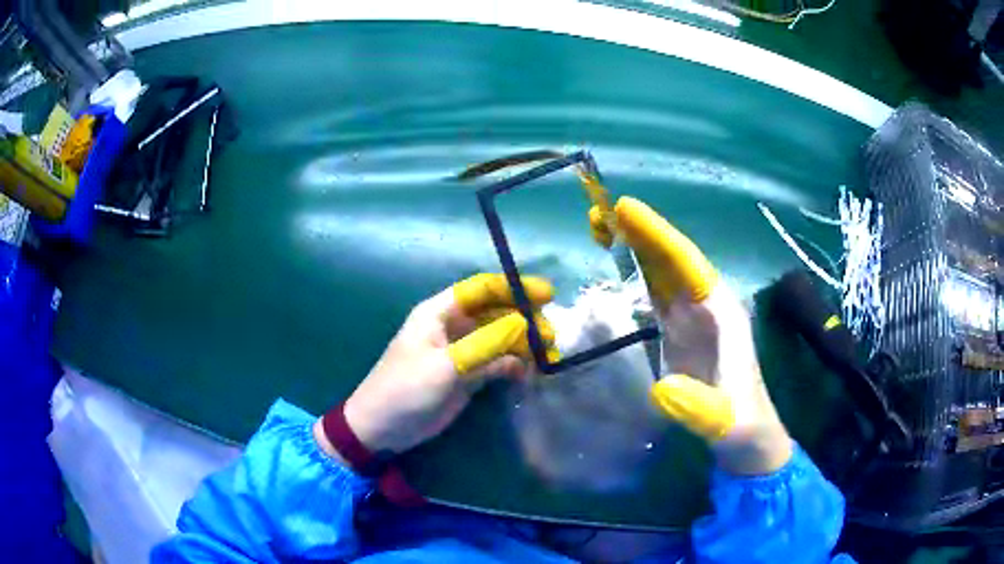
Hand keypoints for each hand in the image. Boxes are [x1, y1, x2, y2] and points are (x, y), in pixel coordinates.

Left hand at [316, 274, 556, 457]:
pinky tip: (529, 374)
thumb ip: (485, 345)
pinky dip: (515, 366)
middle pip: (495, 313)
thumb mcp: (445, 366)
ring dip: (524, 345)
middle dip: (525, 320)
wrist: (382, 429)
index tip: (546, 295)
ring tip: (549, 357)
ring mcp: (462, 352)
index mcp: (439, 312)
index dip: (513, 288)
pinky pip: (497, 364)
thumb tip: (525, 325)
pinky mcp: (468, 376)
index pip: (481, 289)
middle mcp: (453, 327)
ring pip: (500, 339)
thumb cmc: (405, 389)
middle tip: (551, 337)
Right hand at [591, 197, 791, 474]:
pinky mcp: (680, 333)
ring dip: (635, 248)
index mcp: (722, 314)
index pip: (687, 264)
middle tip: (599, 211)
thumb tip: (660, 387)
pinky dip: (635, 274)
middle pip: (672, 259)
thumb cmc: (742, 426)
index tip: (624, 209)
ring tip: (600, 227)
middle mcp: (707, 307)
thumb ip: (698, 408)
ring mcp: (692, 319)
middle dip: (640, 232)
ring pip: (662, 272)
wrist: (748, 439)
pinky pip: (655, 294)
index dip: (657, 236)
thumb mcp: (724, 423)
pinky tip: (615, 265)